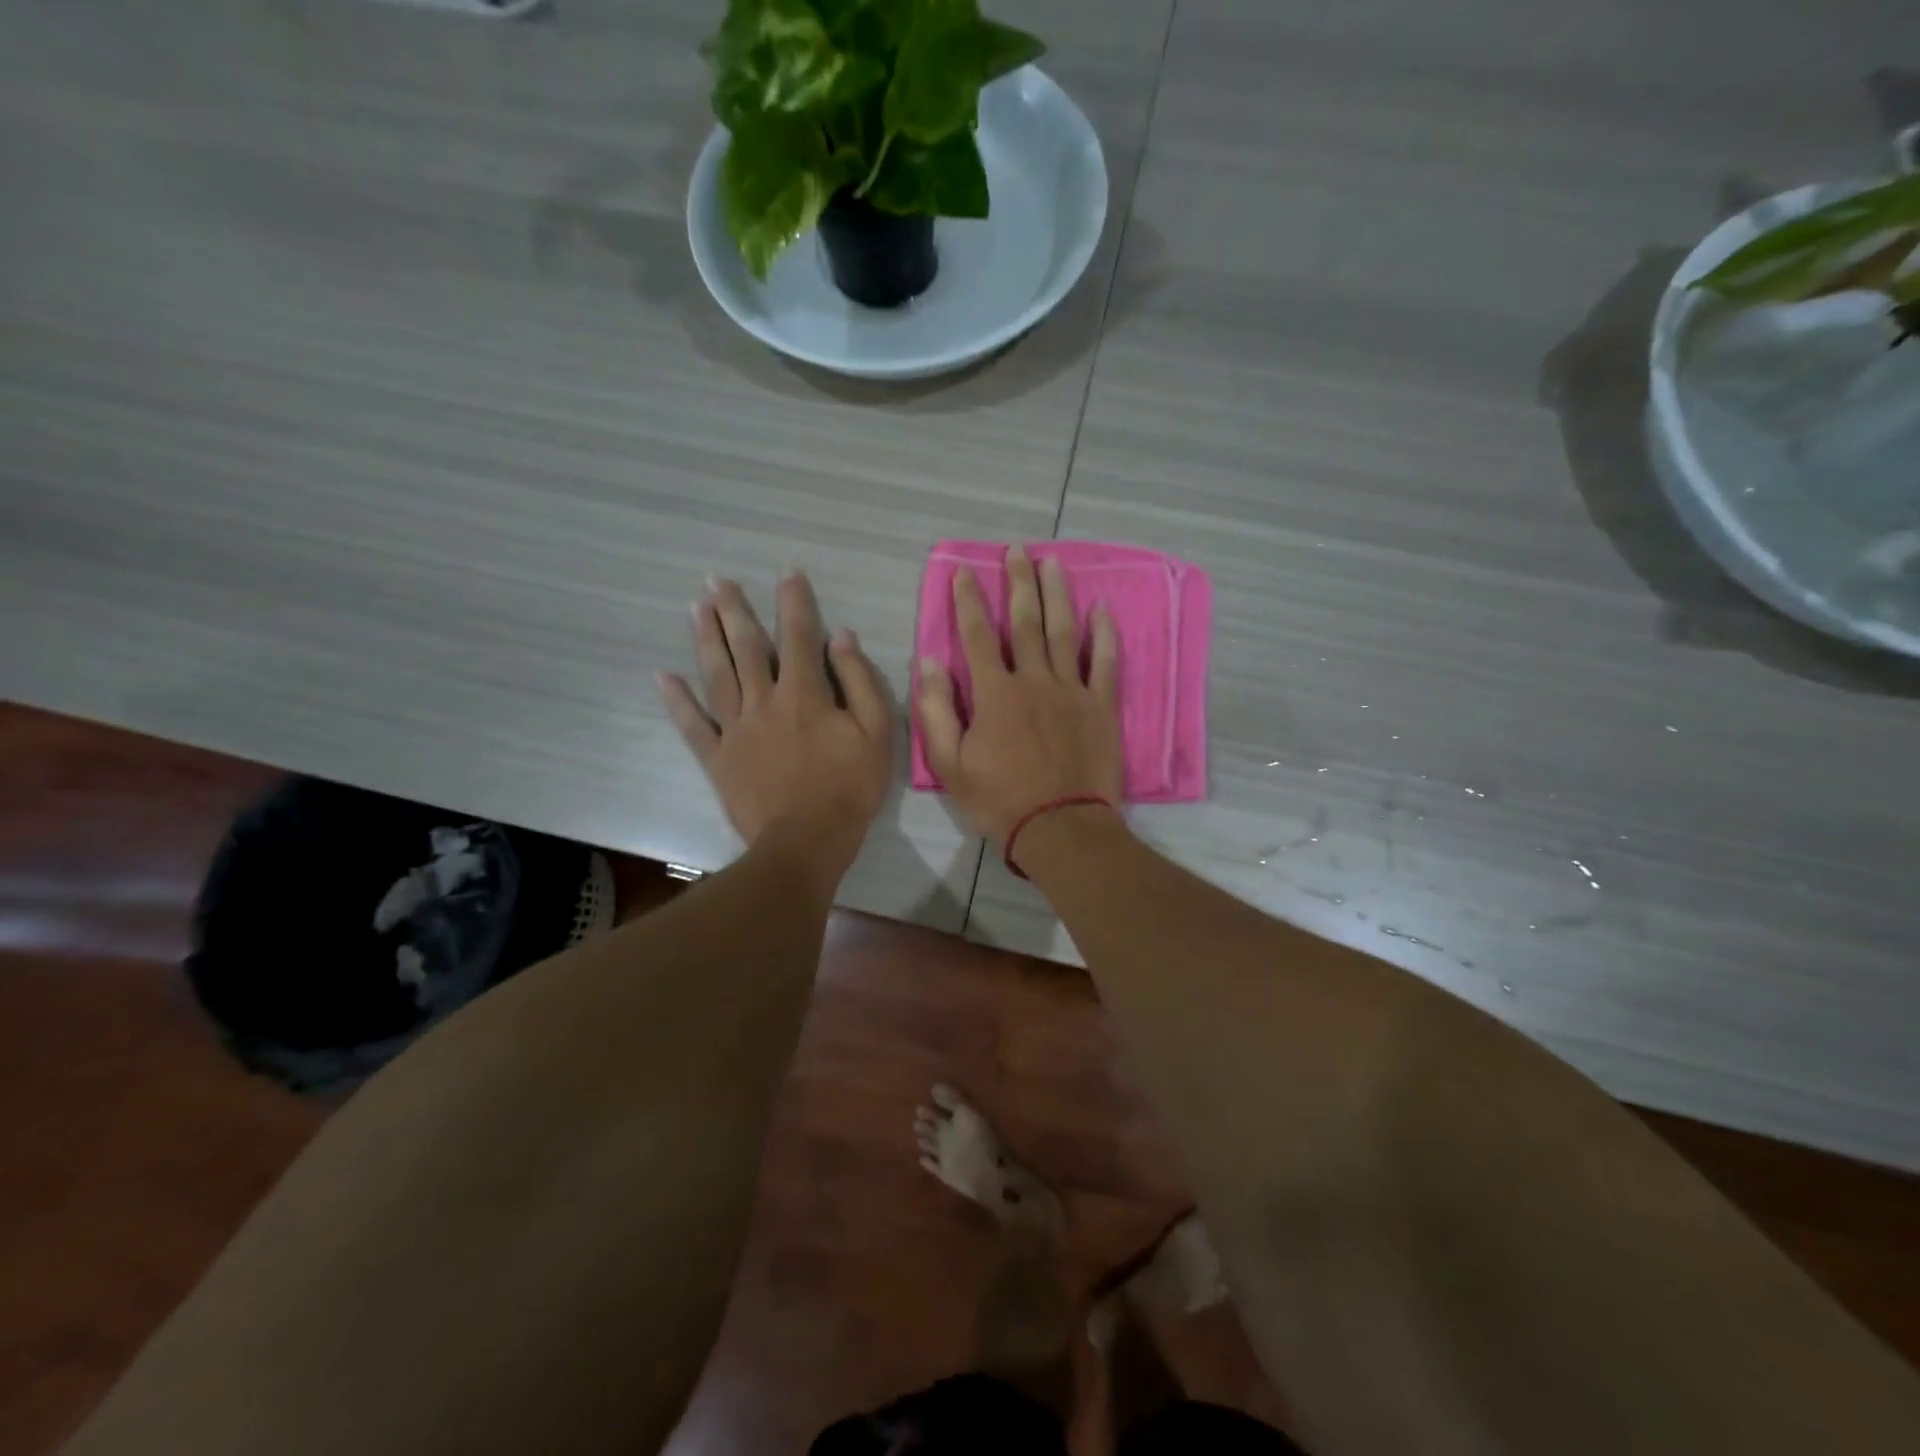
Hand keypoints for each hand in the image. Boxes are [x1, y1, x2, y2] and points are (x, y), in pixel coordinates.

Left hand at [658, 573, 892, 878]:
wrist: (807, 840)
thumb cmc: (849, 787)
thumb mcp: (876, 733)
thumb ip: (860, 681)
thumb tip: (842, 638)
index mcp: (804, 693)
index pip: (800, 636)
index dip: (795, 602)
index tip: (788, 573)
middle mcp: (764, 700)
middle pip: (747, 647)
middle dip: (734, 610)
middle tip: (717, 580)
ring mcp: (735, 729)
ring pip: (717, 674)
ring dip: (706, 638)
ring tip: (695, 607)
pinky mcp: (718, 757)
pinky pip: (692, 725)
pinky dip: (676, 700)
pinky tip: (662, 676)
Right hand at [915, 546, 1123, 850]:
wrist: (1060, 828)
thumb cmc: (999, 800)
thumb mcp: (950, 765)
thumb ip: (936, 712)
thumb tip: (930, 663)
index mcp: (995, 694)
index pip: (977, 636)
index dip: (968, 602)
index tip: (964, 573)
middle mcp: (1034, 680)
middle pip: (1026, 622)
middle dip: (1019, 582)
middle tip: (1018, 550)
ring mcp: (1072, 691)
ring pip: (1064, 632)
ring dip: (1057, 594)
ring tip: (1053, 563)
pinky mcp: (1101, 707)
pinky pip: (1105, 663)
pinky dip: (1103, 635)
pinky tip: (1102, 609)